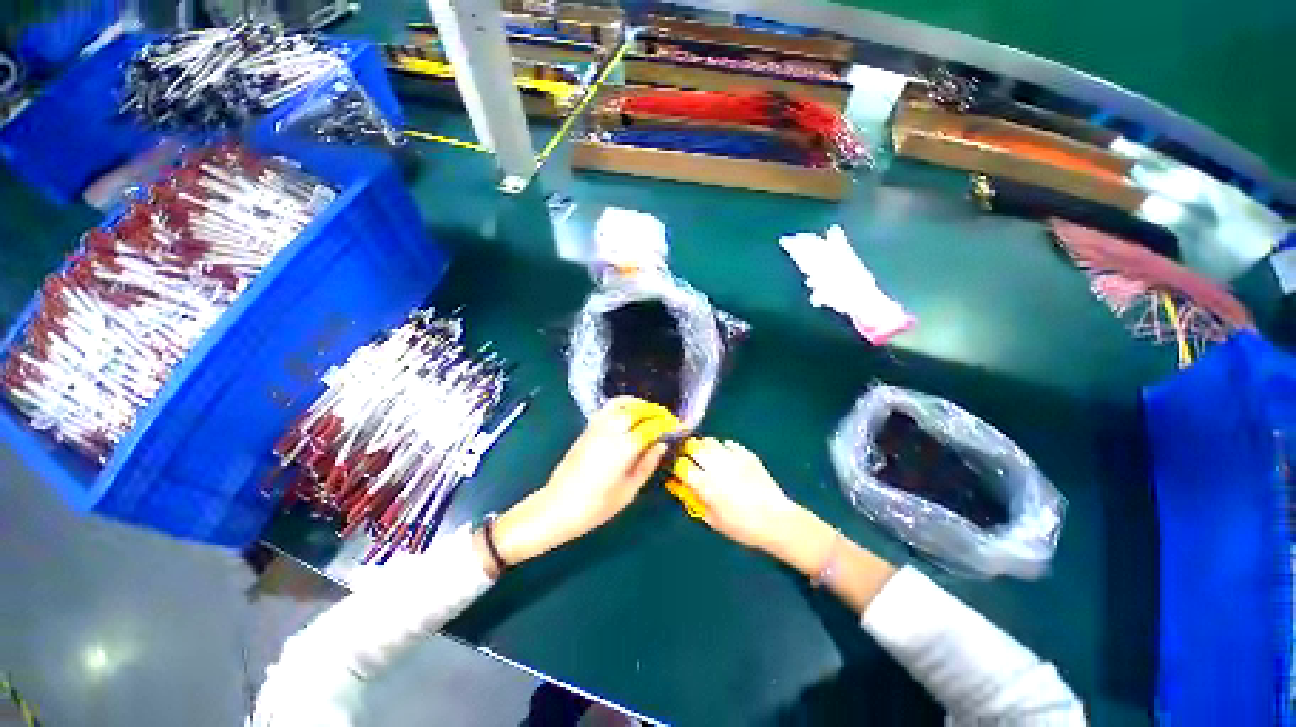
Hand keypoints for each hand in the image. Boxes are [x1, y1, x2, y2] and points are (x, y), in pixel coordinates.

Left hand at [482, 397, 679, 573]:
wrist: (557, 506)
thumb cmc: (596, 506)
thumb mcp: (628, 491)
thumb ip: (647, 464)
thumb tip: (661, 444)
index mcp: (625, 447)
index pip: (652, 426)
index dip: (667, 425)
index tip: (679, 426)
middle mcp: (612, 430)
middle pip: (638, 409)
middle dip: (656, 411)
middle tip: (667, 420)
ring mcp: (597, 426)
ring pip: (623, 403)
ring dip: (640, 404)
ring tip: (651, 413)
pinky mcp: (587, 427)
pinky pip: (609, 407)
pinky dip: (624, 404)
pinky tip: (630, 415)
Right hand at [669, 438, 805, 555]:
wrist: (776, 520)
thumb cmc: (742, 527)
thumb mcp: (713, 520)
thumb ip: (693, 500)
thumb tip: (678, 486)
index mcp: (704, 484)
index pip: (680, 465)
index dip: (676, 467)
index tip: (677, 471)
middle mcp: (715, 465)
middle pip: (692, 447)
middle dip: (687, 452)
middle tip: (689, 461)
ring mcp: (732, 457)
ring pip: (709, 442)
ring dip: (703, 448)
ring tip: (706, 457)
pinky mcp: (746, 454)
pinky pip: (728, 443)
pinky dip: (723, 448)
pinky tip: (726, 458)